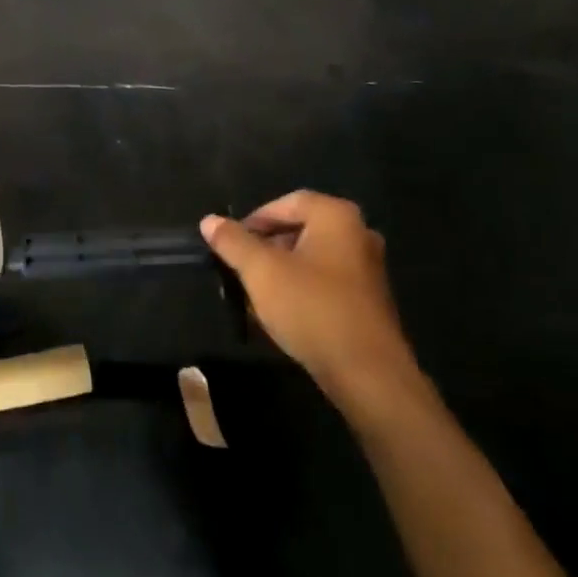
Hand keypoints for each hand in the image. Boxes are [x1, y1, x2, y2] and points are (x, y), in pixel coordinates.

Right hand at [202, 191, 426, 421]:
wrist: (367, 373)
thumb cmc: (311, 308)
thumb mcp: (261, 271)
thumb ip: (233, 241)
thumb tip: (210, 220)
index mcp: (337, 217)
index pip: (286, 203)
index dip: (254, 220)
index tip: (230, 244)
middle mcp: (358, 234)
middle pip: (299, 229)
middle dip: (265, 246)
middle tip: (240, 267)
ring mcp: (367, 268)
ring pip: (310, 257)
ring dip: (280, 270)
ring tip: (255, 292)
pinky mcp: (368, 300)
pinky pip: (325, 281)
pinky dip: (300, 289)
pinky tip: (281, 313)